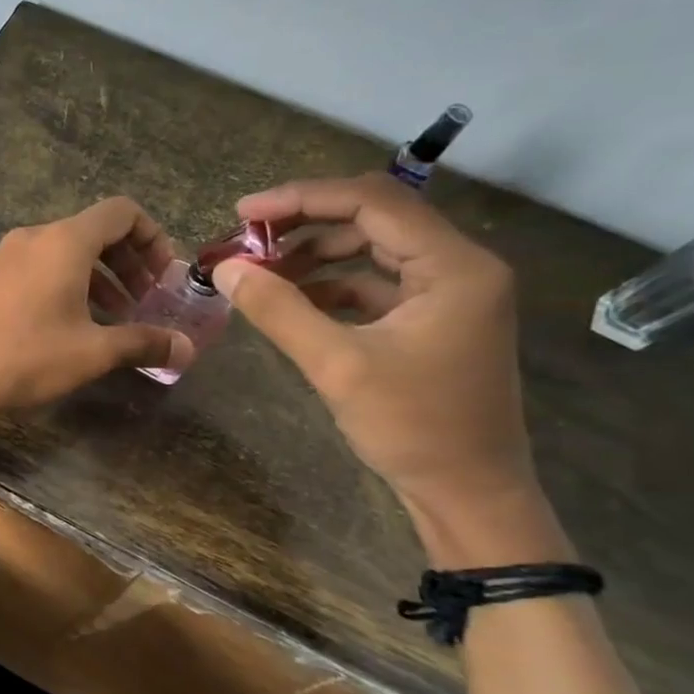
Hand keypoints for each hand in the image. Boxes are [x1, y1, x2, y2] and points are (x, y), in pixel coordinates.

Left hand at [0, 198, 193, 420]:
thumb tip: (186, 349)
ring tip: (108, 318)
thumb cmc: (25, 357)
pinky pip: (29, 269)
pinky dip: (57, 285)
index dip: (152, 237)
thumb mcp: (91, 353)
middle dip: (125, 263)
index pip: (121, 212)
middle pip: (90, 232)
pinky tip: (59, 326)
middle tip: (141, 301)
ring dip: (92, 278)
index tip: (162, 276)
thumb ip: (142, 343)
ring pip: (58, 254)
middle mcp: (30, 238)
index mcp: (63, 242)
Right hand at [211, 174, 538, 517]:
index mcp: (454, 267)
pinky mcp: (434, 317)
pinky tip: (293, 300)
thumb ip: (278, 310)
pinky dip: (332, 283)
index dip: (302, 199)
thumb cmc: (412, 427)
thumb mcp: (336, 365)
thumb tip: (224, 268)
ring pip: (373, 247)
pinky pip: (376, 281)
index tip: (244, 213)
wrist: (469, 493)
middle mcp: (459, 266)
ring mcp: (450, 292)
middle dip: (305, 223)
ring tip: (262, 270)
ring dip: (316, 253)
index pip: (372, 203)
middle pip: (374, 217)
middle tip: (247, 239)